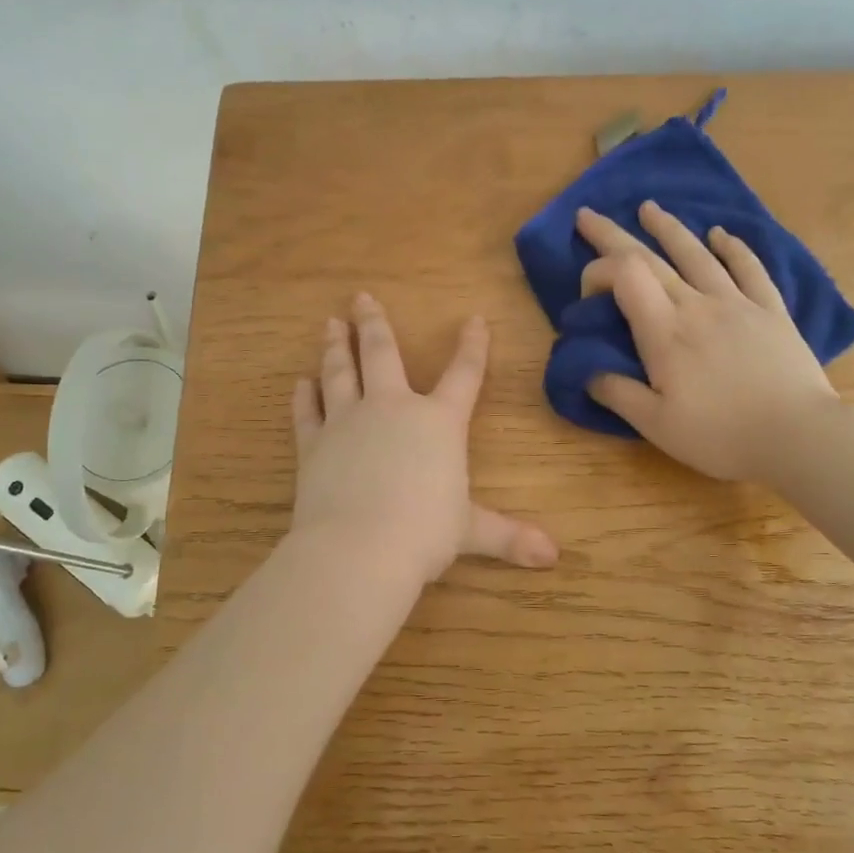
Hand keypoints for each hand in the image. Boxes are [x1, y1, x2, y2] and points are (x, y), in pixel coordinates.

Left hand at [289, 293, 558, 584]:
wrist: (359, 547)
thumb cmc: (424, 533)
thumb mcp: (470, 532)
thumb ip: (508, 536)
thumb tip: (553, 556)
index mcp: (438, 423)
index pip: (463, 375)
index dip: (473, 346)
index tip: (475, 319)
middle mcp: (392, 409)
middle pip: (383, 354)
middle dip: (375, 323)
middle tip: (362, 296)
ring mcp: (347, 422)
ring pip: (340, 372)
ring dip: (336, 346)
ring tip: (331, 322)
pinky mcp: (314, 444)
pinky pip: (307, 412)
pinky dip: (303, 397)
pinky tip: (300, 383)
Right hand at [577, 201, 840, 482]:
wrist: (798, 435)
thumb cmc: (721, 435)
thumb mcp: (656, 425)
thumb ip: (617, 393)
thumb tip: (586, 370)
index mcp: (665, 332)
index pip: (623, 276)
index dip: (597, 272)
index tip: (587, 297)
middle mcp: (697, 305)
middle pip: (649, 258)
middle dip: (612, 235)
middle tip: (588, 215)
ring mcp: (737, 303)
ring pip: (696, 253)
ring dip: (668, 228)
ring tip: (649, 208)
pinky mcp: (770, 310)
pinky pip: (749, 268)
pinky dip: (732, 247)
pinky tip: (721, 234)